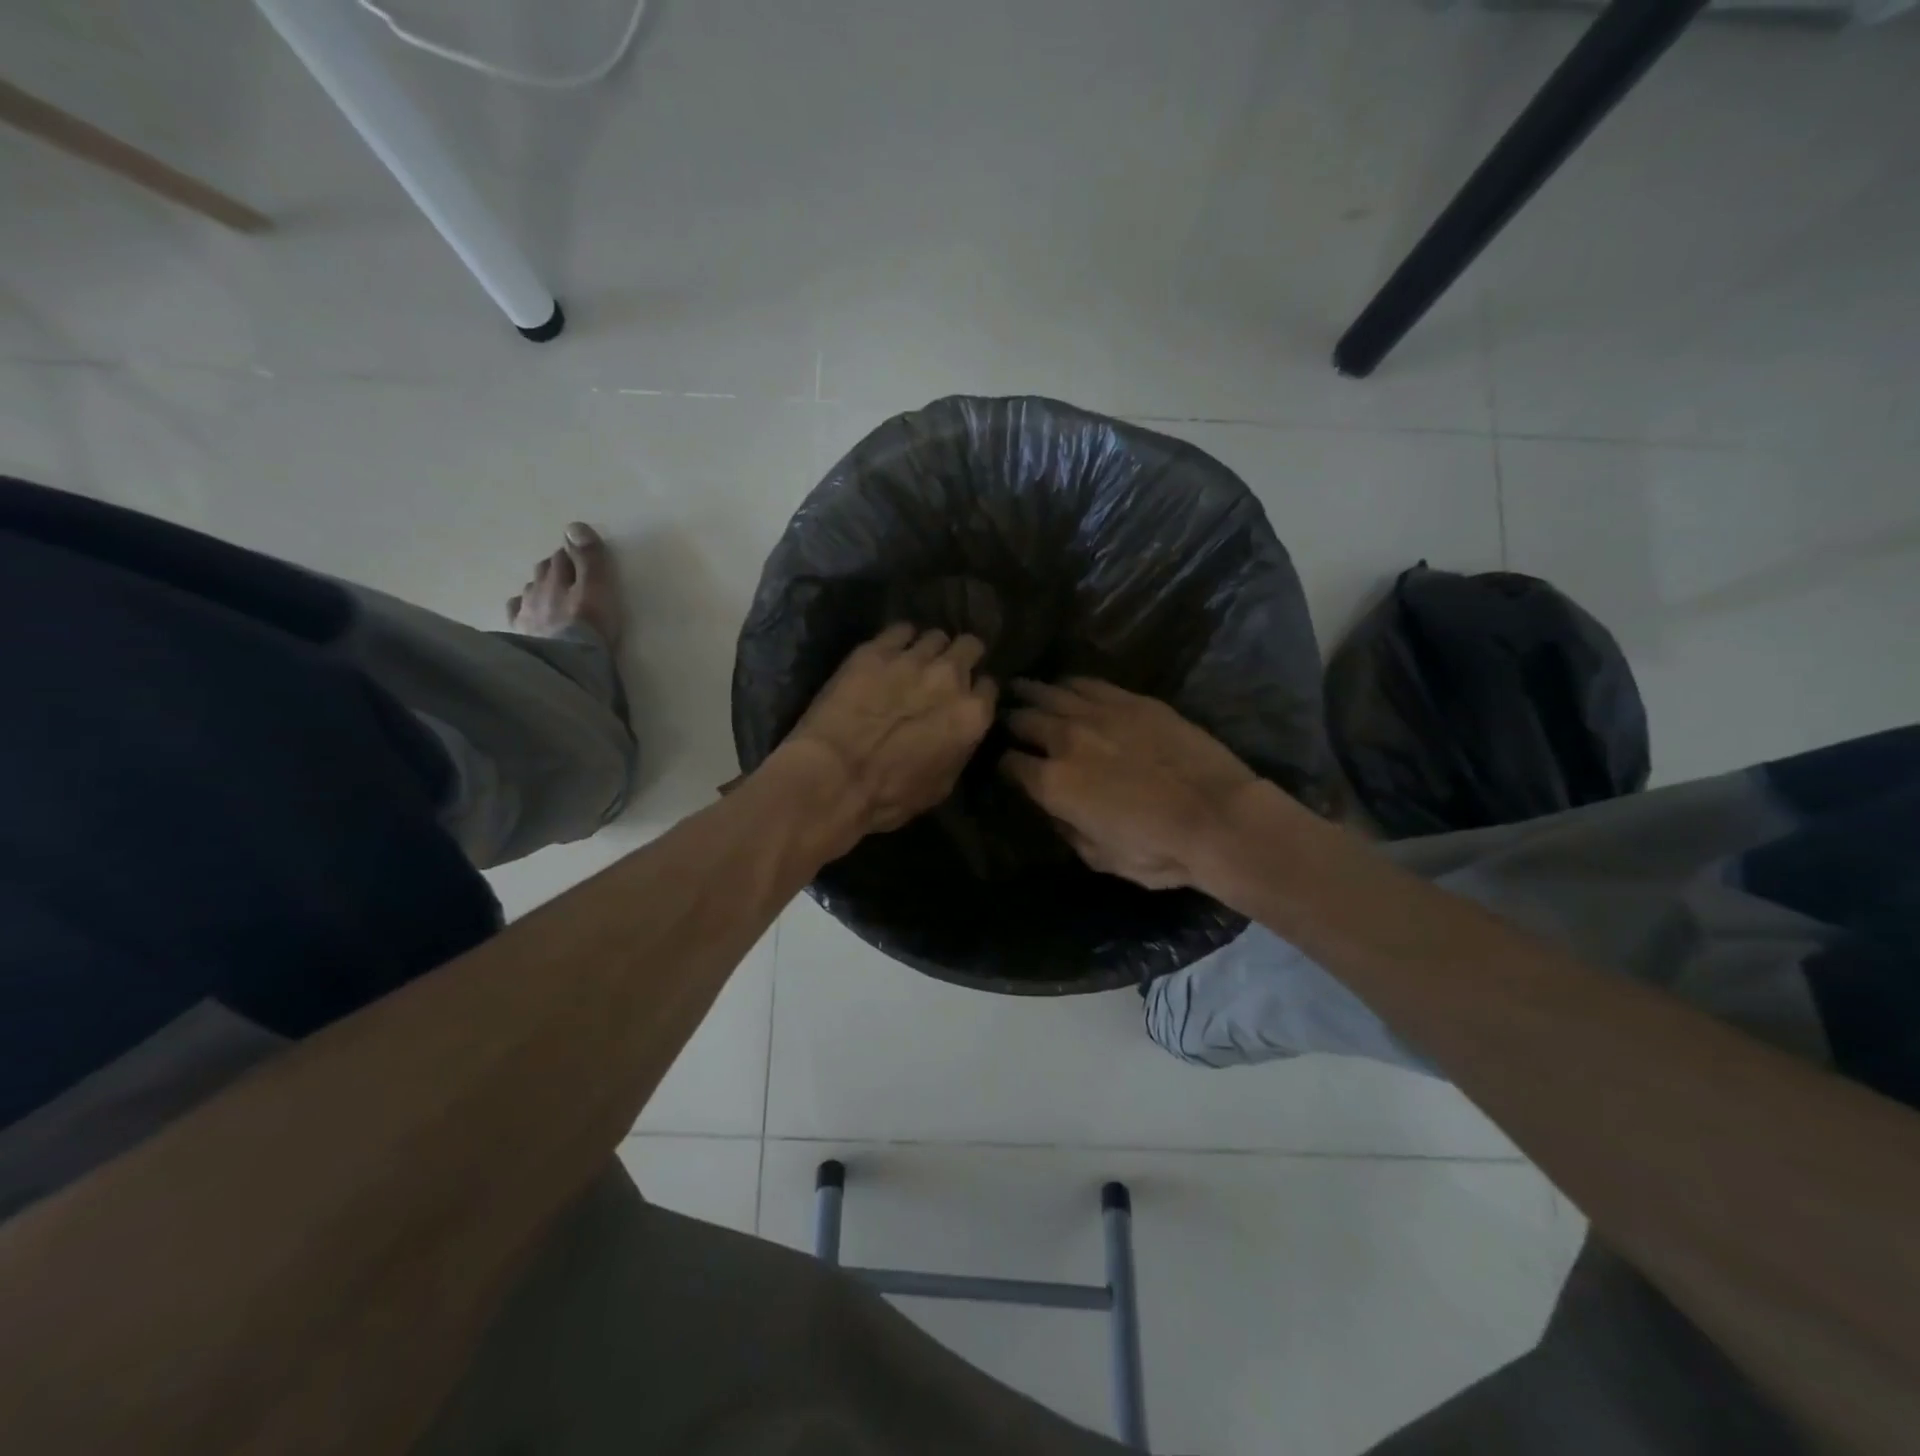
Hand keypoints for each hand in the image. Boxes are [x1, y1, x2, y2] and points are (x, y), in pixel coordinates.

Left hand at [778, 624, 997, 851]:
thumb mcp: (941, 785)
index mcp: (972, 715)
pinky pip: (900, 629)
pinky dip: (899, 639)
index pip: (989, 686)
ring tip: (914, 661)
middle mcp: (951, 677)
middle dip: (961, 657)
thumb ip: (959, 748)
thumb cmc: (889, 796)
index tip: (962, 699)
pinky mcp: (875, 650)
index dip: (975, 691)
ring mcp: (913, 658)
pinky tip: (889, 652)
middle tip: (944, 672)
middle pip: (969, 647)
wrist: (834, 777)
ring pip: (936, 636)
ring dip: (929, 648)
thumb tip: (958, 733)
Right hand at [1000, 678, 1258, 889]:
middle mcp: (1066, 740)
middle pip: (1023, 719)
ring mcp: (1099, 714)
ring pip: (1051, 692)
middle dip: (1010, 721)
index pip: (1009, 764)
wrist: (1218, 817)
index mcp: (1053, 783)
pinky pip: (1089, 683)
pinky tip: (1066, 685)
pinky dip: (1070, 684)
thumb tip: (1054, 810)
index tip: (1004, 764)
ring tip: (1021, 689)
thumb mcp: (1099, 858)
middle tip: (1006, 720)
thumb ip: (1067, 830)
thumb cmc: (1158, 851)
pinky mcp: (1132, 701)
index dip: (1001, 764)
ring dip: (1031, 693)